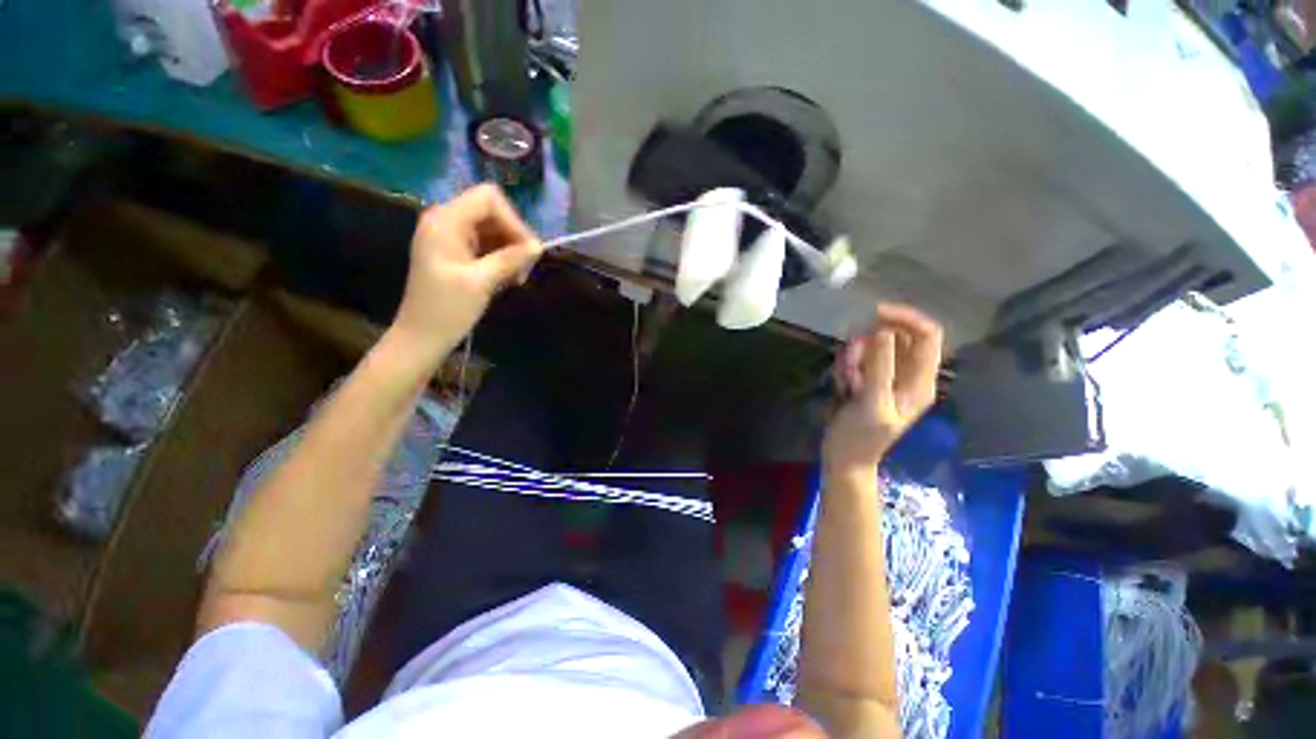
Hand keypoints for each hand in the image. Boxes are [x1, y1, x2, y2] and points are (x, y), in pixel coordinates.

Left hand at [391, 185, 543, 357]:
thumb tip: (538, 246)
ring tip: (517, 277)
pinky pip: (486, 244)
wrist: (421, 337)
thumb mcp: (481, 283)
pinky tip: (507, 278)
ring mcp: (450, 236)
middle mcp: (446, 221)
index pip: (488, 199)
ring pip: (492, 229)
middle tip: (524, 269)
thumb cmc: (446, 310)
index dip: (513, 221)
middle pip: (492, 212)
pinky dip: (501, 257)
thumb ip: (509, 259)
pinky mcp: (456, 252)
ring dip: (510, 249)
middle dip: (514, 237)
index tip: (528, 252)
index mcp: (445, 221)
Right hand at [823, 304, 943, 473]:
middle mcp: (907, 374)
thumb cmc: (861, 436)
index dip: (905, 318)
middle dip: (869, 342)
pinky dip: (846, 364)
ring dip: (854, 355)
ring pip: (872, 345)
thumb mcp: (872, 402)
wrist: (843, 457)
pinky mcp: (867, 379)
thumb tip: (884, 330)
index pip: (927, 334)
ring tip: (844, 380)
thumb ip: (880, 367)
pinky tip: (840, 385)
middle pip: (896, 336)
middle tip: (850, 359)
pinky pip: (858, 357)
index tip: (874, 314)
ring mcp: (886, 376)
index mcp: (920, 381)